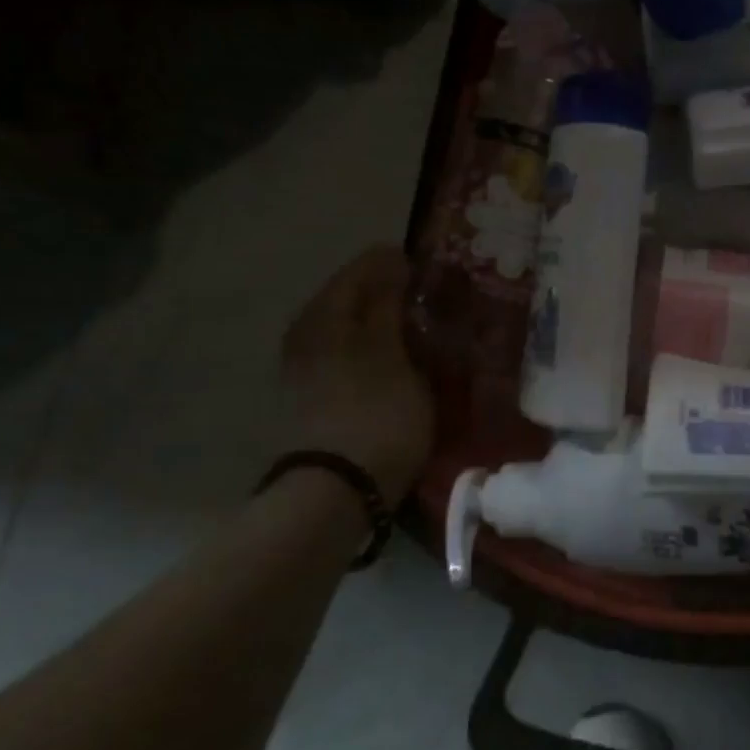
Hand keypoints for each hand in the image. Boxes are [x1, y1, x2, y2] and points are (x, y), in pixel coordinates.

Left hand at [281, 246, 434, 502]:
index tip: (441, 270)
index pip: (366, 267)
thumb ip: (389, 304)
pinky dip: (380, 346)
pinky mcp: (318, 392)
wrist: (338, 489)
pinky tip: (404, 358)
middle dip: (397, 292)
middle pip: (356, 296)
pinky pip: (353, 350)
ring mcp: (309, 364)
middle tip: (439, 297)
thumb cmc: (375, 414)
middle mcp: (308, 332)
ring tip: (427, 328)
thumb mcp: (390, 353)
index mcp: (325, 315)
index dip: (403, 264)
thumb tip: (392, 260)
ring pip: (355, 325)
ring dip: (390, 322)